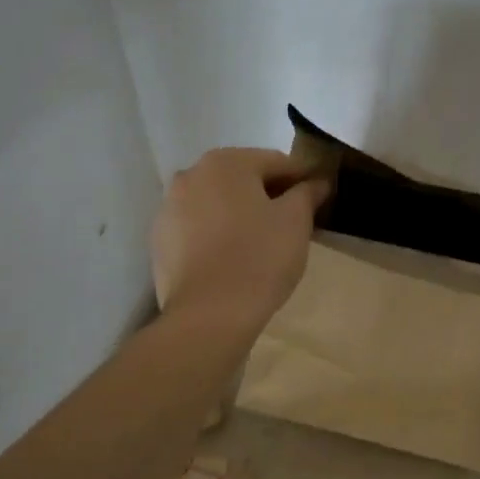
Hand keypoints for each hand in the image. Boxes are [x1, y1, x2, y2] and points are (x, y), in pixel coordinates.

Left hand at [151, 148, 328, 337]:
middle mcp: (191, 174)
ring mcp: (169, 208)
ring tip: (263, 241)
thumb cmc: (259, 258)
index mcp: (226, 162)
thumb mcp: (296, 221)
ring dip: (240, 212)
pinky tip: (233, 257)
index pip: (277, 162)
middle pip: (242, 178)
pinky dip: (217, 233)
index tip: (319, 198)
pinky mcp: (160, 240)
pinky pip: (197, 227)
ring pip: (217, 202)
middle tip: (294, 221)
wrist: (208, 315)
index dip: (302, 179)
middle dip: (268, 194)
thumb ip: (307, 193)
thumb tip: (317, 181)